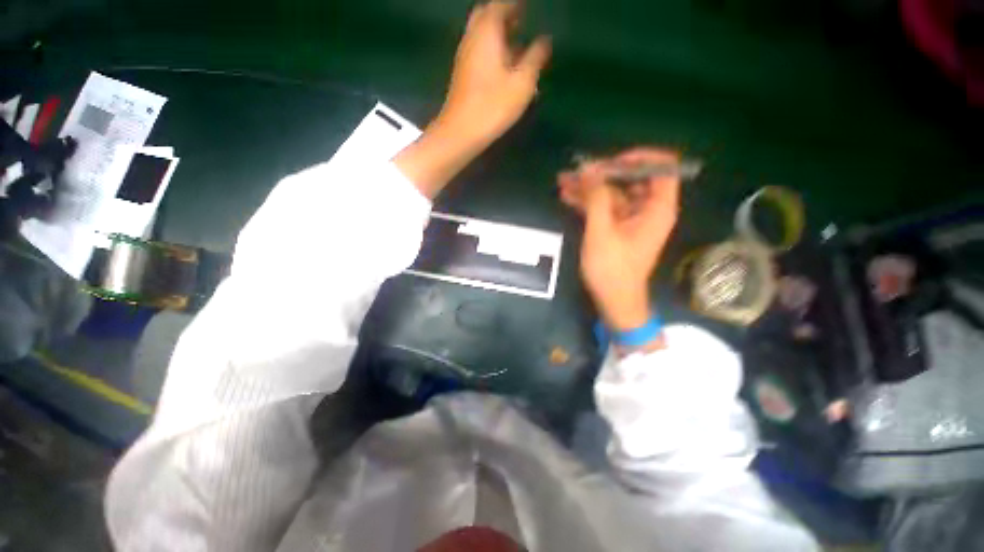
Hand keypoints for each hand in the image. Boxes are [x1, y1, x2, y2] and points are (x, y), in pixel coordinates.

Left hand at [435, 1, 551, 145]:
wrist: (461, 132)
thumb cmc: (493, 106)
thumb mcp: (522, 82)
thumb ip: (535, 57)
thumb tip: (545, 40)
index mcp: (487, 32)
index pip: (501, 5)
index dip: (515, 5)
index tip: (527, 8)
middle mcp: (472, 38)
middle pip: (486, 15)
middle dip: (504, 15)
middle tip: (520, 22)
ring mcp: (464, 57)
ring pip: (481, 35)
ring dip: (497, 34)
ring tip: (516, 44)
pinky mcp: (462, 75)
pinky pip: (478, 51)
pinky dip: (491, 50)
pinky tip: (504, 67)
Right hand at [559, 148, 680, 330]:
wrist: (613, 301)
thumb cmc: (612, 269)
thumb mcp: (601, 232)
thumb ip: (597, 198)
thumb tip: (589, 168)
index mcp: (657, 208)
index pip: (662, 167)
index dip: (638, 159)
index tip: (610, 163)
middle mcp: (648, 209)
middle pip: (631, 179)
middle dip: (603, 173)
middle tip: (577, 172)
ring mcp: (632, 219)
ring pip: (613, 193)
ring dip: (590, 188)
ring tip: (564, 181)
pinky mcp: (618, 228)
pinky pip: (605, 207)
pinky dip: (588, 202)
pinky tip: (568, 196)